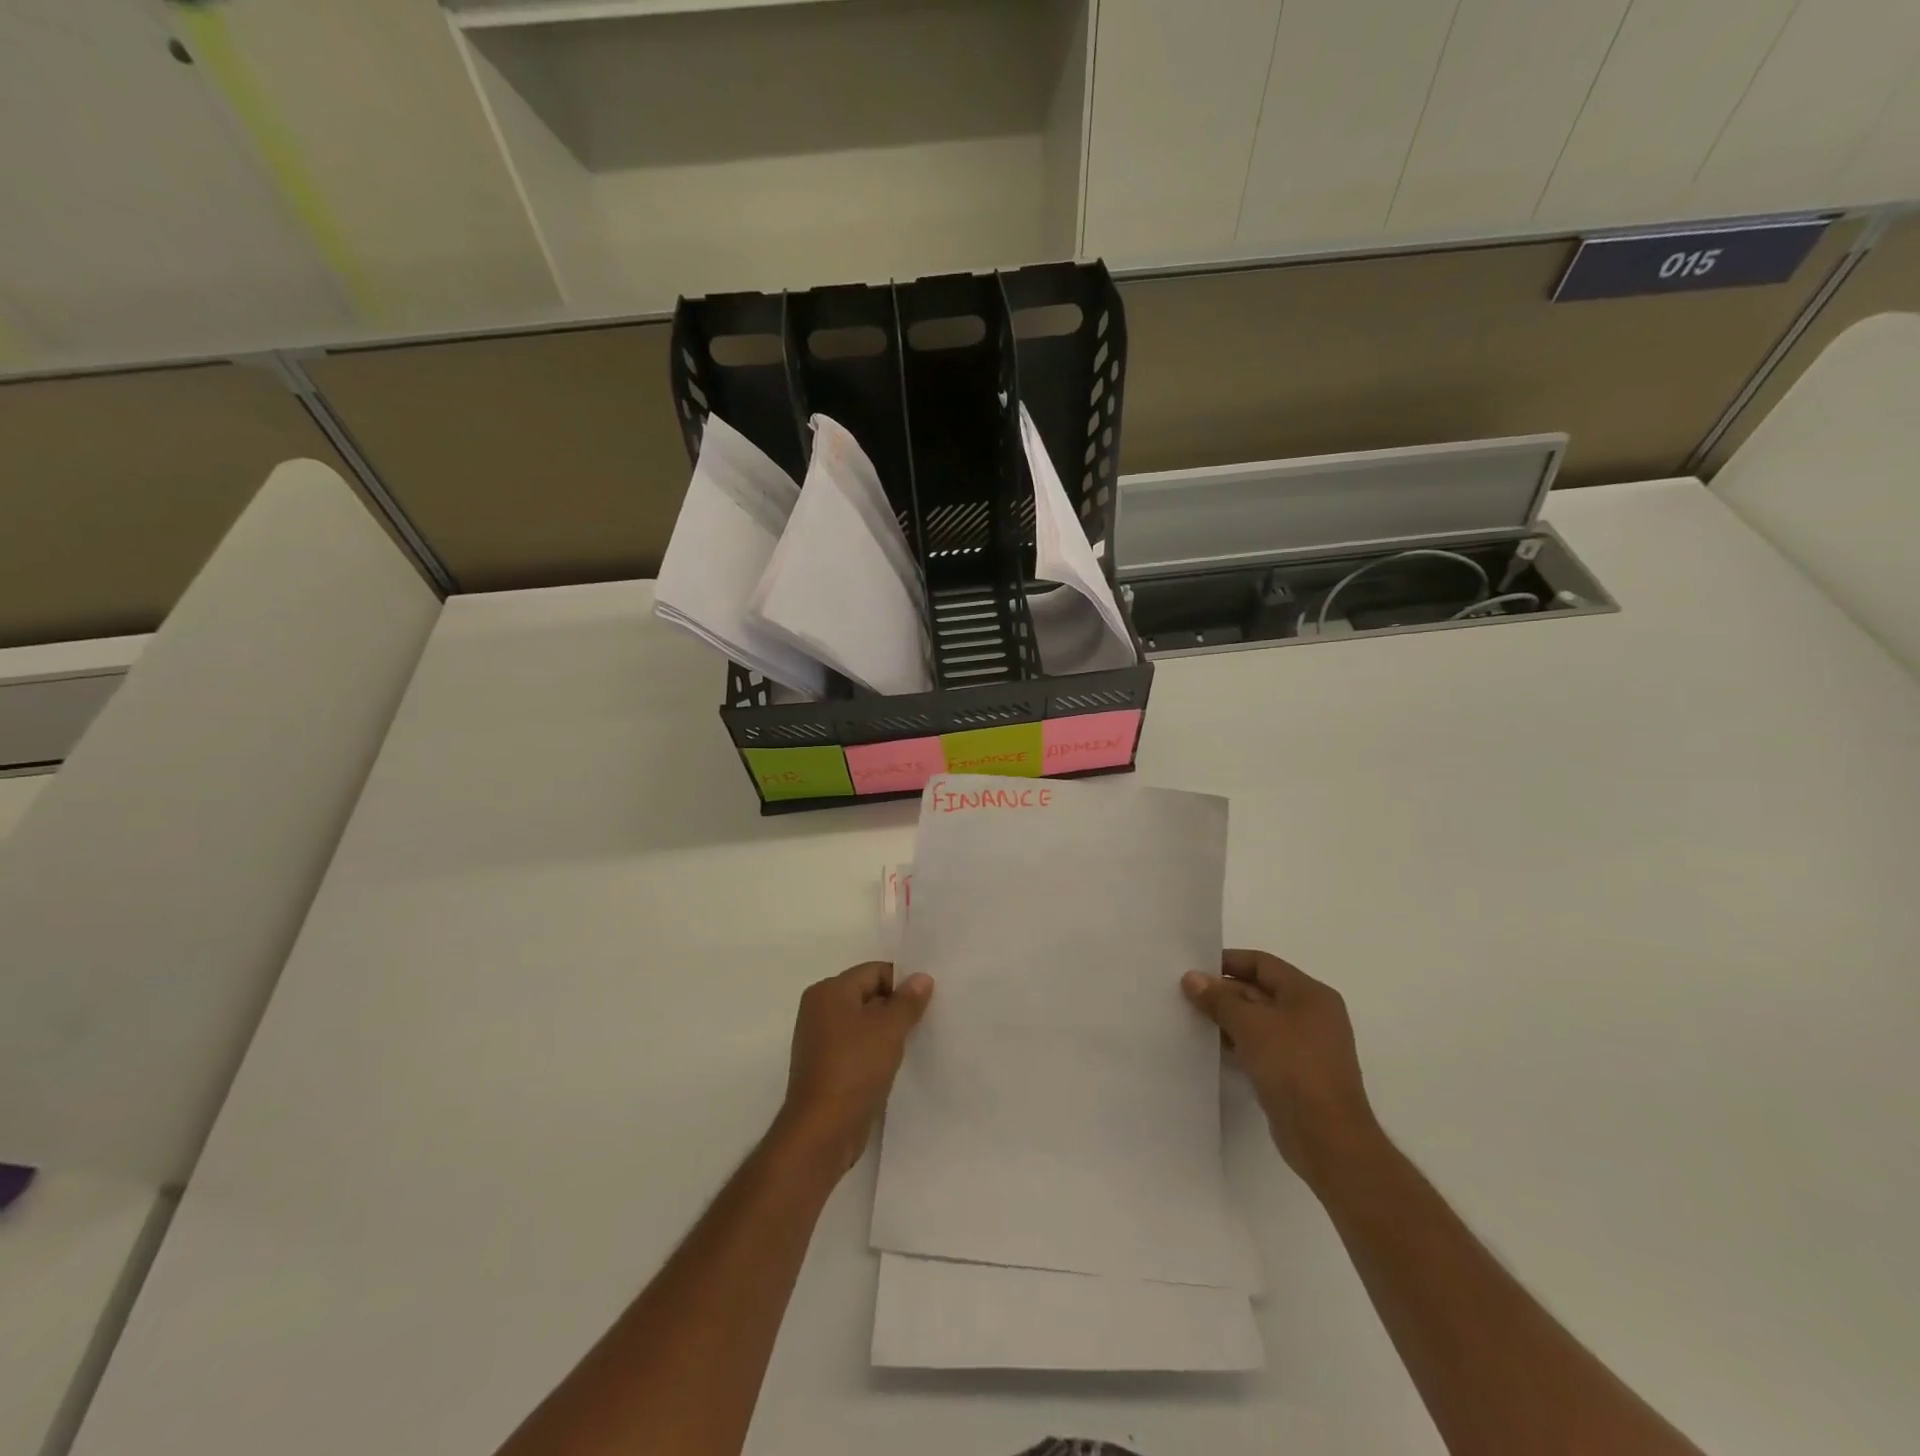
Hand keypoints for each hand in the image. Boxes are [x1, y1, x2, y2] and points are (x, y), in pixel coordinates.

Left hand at [778, 962, 933, 1173]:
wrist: (822, 1130)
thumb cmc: (855, 1068)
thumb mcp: (889, 1029)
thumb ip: (908, 1000)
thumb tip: (921, 977)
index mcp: (829, 991)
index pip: (874, 972)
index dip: (902, 984)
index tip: (926, 1003)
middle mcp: (819, 1009)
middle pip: (867, 995)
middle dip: (895, 1008)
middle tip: (923, 1022)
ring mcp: (818, 1040)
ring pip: (862, 1023)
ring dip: (886, 1032)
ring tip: (911, 1045)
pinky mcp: (824, 1067)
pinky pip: (855, 1047)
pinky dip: (874, 1052)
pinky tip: (893, 1065)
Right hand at [1181, 950, 1379, 1187]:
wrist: (1327, 1138)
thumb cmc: (1293, 1068)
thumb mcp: (1250, 1025)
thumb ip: (1219, 999)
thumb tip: (1191, 977)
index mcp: (1310, 994)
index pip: (1262, 964)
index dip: (1227, 962)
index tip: (1193, 969)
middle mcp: (1312, 1014)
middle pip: (1260, 990)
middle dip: (1224, 992)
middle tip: (1186, 996)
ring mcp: (1307, 1046)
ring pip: (1260, 1021)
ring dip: (1228, 1019)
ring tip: (1193, 1019)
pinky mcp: (1298, 1073)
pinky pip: (1263, 1046)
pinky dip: (1239, 1042)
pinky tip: (1214, 1047)